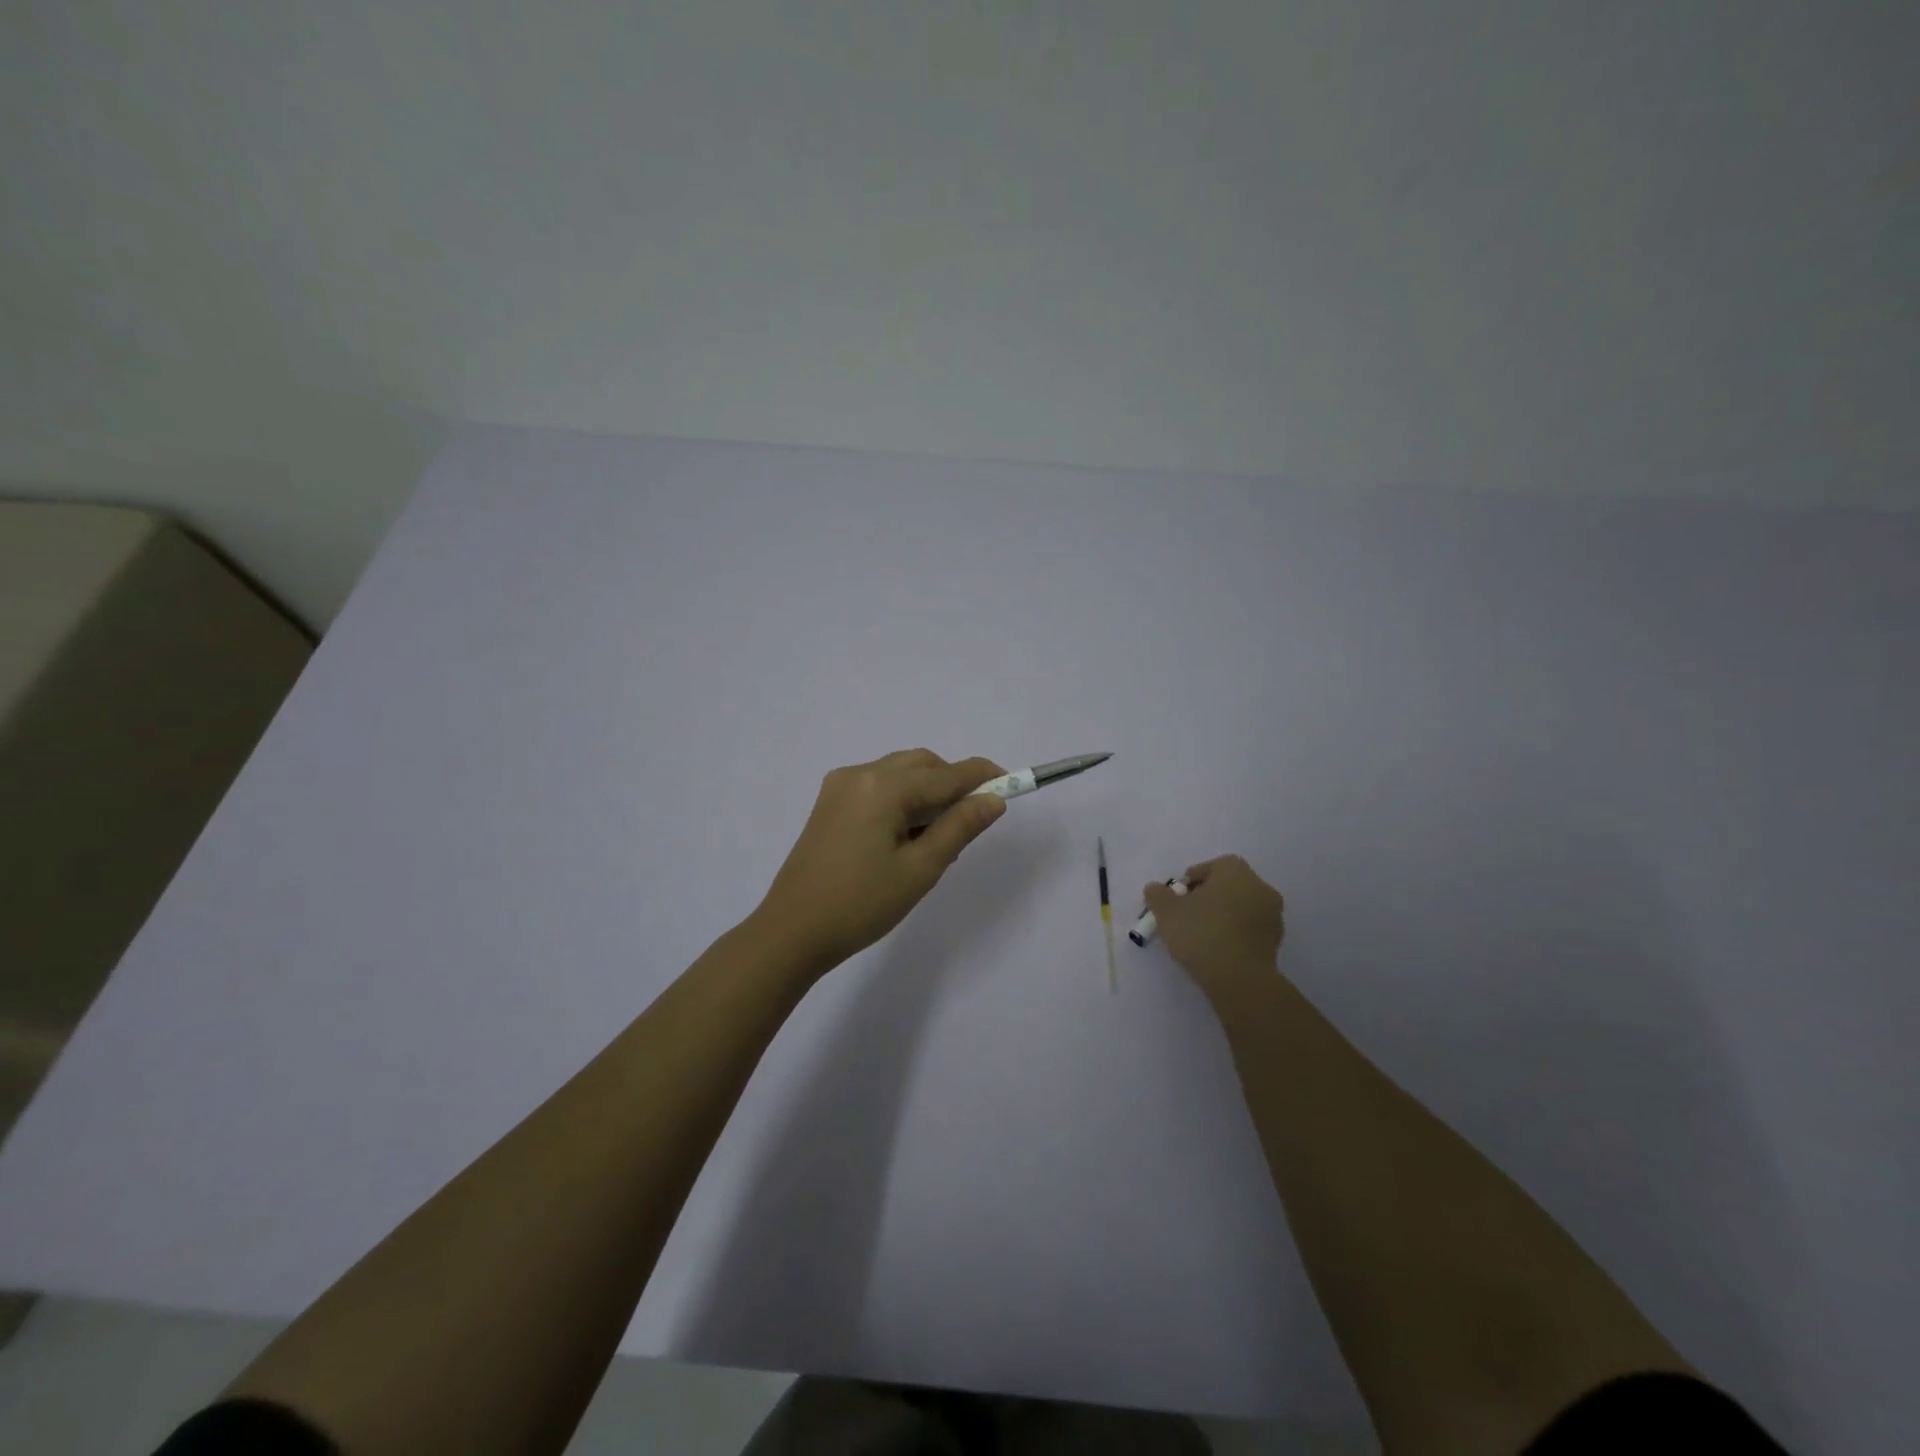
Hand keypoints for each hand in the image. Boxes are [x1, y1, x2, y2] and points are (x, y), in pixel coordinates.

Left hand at [752, 749, 1007, 976]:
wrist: (792, 931)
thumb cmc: (861, 904)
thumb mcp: (921, 869)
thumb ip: (960, 827)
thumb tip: (994, 800)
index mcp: (883, 787)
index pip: (946, 774)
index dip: (982, 777)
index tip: (1012, 783)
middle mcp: (860, 774)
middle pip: (922, 765)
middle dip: (952, 783)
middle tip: (974, 819)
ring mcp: (840, 786)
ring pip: (899, 773)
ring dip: (927, 791)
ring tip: (938, 836)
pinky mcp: (829, 803)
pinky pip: (878, 786)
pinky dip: (902, 799)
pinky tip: (906, 835)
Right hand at [1143, 855, 1285, 1004]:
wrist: (1240, 979)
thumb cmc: (1202, 934)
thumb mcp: (1166, 911)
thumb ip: (1157, 894)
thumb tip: (1156, 889)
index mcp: (1236, 871)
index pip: (1211, 866)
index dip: (1191, 880)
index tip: (1177, 898)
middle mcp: (1260, 887)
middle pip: (1229, 885)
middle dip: (1208, 897)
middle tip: (1187, 915)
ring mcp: (1273, 915)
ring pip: (1241, 907)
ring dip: (1223, 915)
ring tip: (1201, 935)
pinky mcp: (1276, 941)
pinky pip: (1250, 929)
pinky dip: (1235, 933)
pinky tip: (1218, 949)